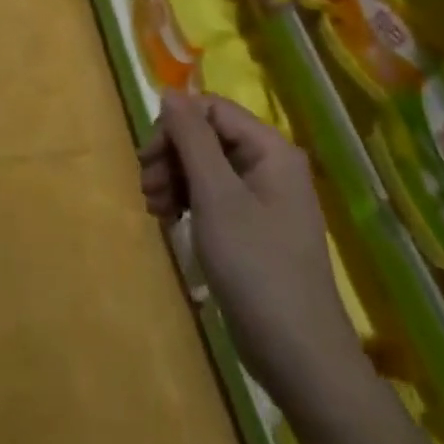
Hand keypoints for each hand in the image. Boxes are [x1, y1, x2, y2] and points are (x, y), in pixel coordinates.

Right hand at [139, 93, 366, 413]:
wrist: (296, 351)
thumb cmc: (255, 265)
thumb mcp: (216, 196)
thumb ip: (192, 139)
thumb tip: (170, 92)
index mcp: (270, 149)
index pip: (211, 109)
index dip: (174, 126)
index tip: (147, 158)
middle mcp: (268, 164)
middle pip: (205, 136)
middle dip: (170, 157)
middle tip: (148, 189)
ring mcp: (261, 197)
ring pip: (203, 166)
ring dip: (173, 180)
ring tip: (155, 210)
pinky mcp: (251, 225)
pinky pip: (211, 195)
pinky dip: (186, 202)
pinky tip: (169, 221)